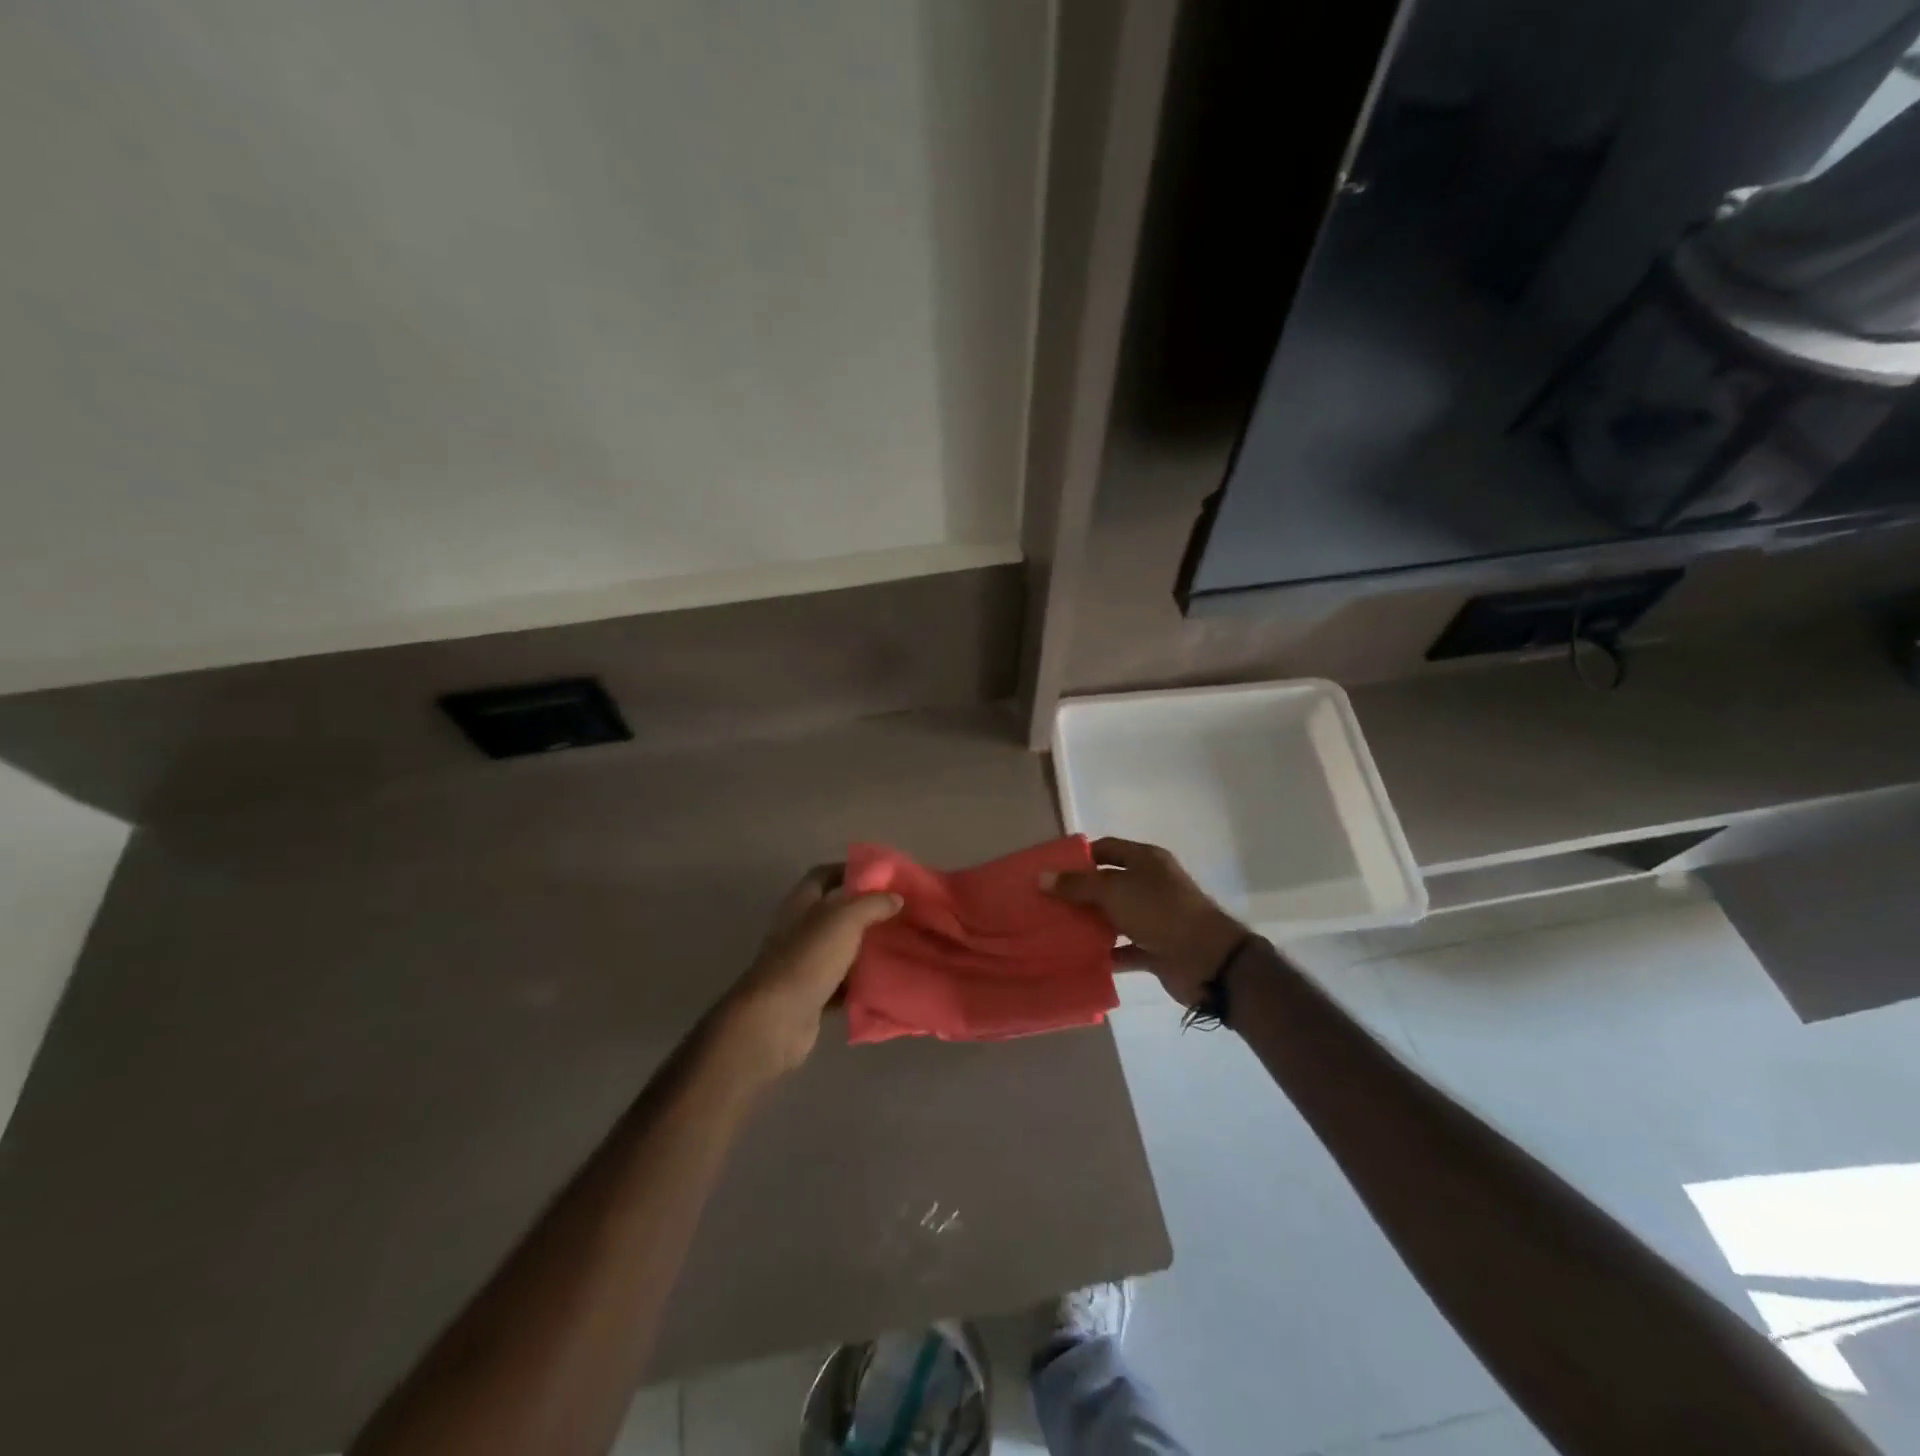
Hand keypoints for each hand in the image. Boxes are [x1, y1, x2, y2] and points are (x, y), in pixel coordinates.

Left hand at [715, 867, 901, 1078]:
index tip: (879, 876)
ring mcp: (802, 963)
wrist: (776, 1018)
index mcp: (801, 903)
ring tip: (898, 945)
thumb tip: (895, 898)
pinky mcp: (810, 994)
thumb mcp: (845, 920)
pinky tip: (884, 981)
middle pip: (833, 912)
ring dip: (863, 948)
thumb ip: (872, 904)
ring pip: (839, 949)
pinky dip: (859, 983)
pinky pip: (840, 983)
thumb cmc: (808, 957)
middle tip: (897, 912)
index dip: (847, 870)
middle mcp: (798, 929)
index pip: (822, 875)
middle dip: (863, 911)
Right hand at [1045, 838, 1246, 1006]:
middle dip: (1080, 893)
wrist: (1207, 959)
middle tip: (1046, 902)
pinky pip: (1125, 949)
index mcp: (1146, 860)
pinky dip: (1106, 954)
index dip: (1079, 857)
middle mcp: (1151, 885)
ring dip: (1091, 924)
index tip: (1051, 869)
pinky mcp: (1156, 948)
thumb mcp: (1114, 891)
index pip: (1107, 849)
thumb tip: (1042, 877)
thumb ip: (1077, 885)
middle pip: (1109, 884)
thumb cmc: (1159, 912)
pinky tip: (1080, 959)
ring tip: (1056, 930)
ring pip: (1115, 917)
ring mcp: (1155, 918)